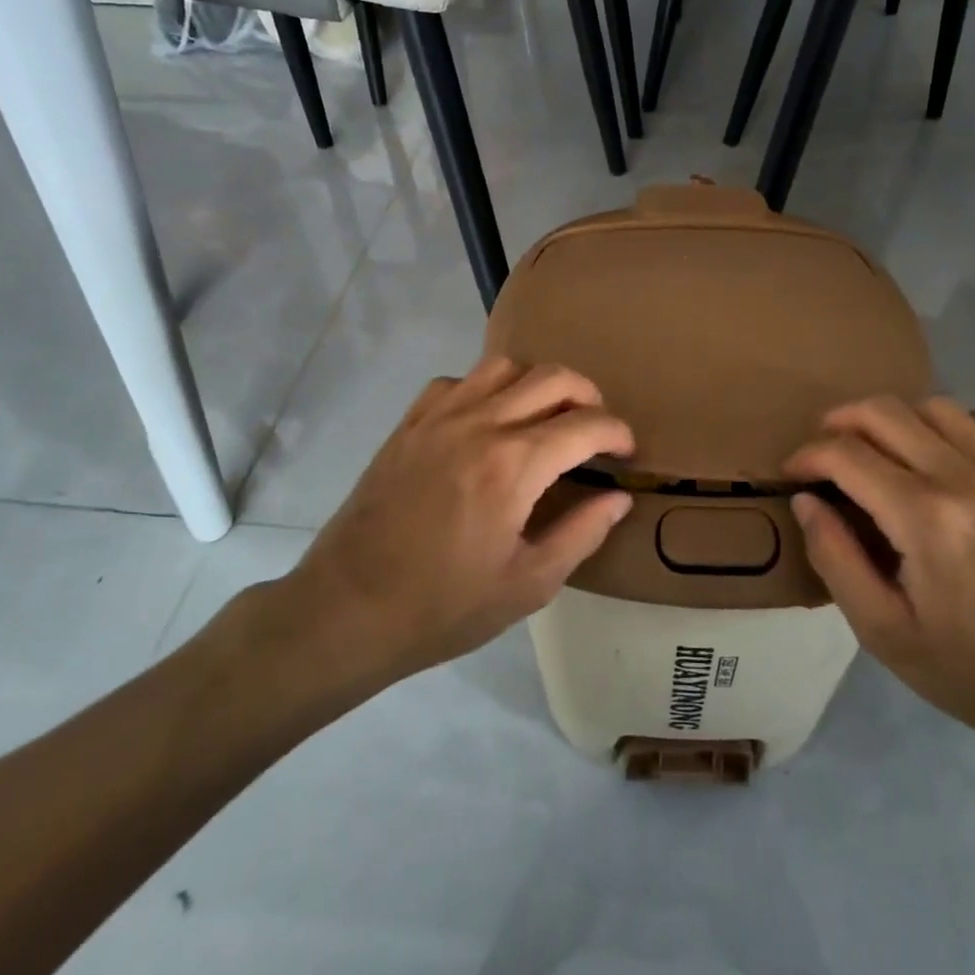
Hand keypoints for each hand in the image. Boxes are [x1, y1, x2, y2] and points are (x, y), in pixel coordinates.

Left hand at [260, 358, 633, 693]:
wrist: (347, 608)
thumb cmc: (443, 606)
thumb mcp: (528, 585)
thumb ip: (581, 533)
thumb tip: (618, 498)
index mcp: (514, 465)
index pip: (586, 424)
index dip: (617, 433)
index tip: (626, 452)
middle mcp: (481, 423)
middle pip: (553, 378)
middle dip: (589, 395)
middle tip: (597, 427)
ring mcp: (440, 416)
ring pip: (505, 366)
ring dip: (538, 383)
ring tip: (546, 416)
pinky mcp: (410, 422)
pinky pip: (458, 380)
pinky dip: (486, 388)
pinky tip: (487, 421)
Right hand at [783, 397, 974, 752]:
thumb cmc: (971, 669)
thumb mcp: (883, 632)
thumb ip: (835, 558)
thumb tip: (806, 501)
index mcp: (924, 518)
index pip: (847, 454)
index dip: (807, 455)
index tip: (792, 473)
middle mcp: (964, 479)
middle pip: (884, 412)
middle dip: (838, 422)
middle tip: (822, 453)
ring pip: (933, 405)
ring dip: (891, 417)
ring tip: (874, 448)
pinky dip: (952, 423)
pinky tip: (939, 451)